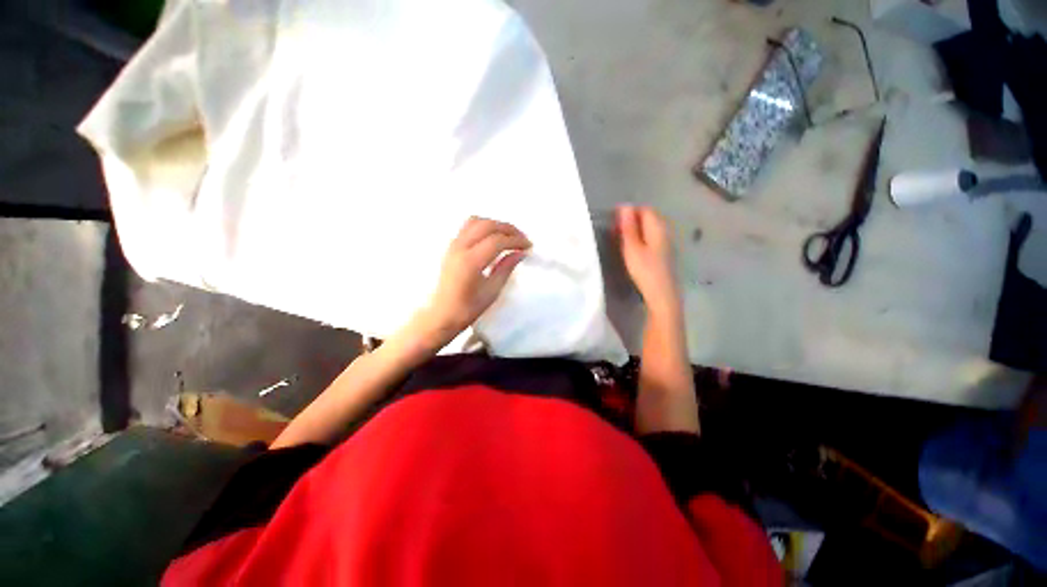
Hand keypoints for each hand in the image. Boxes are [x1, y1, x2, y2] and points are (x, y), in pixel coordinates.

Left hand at [415, 217, 530, 347]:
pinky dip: (484, 226)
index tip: (528, 246)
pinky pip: (468, 227)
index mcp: (470, 262)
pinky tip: (493, 238)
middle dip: (508, 228)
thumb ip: (506, 268)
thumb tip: (520, 253)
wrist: (441, 315)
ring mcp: (453, 245)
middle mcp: (460, 248)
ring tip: (508, 236)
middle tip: (522, 239)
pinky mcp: (451, 247)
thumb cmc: (468, 308)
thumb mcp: (492, 291)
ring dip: (495, 224)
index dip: (516, 240)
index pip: (497, 240)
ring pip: (476, 221)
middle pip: (487, 225)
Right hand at [617, 205, 680, 315]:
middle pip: (649, 217)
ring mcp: (666, 243)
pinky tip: (633, 248)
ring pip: (650, 228)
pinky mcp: (665, 253)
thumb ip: (628, 227)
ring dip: (636, 229)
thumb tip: (624, 207)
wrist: (662, 294)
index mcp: (657, 228)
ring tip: (621, 238)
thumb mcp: (632, 248)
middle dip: (632, 219)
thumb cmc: (645, 270)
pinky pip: (652, 238)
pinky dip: (641, 238)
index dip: (629, 211)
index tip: (614, 218)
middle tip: (615, 228)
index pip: (645, 209)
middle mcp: (665, 232)